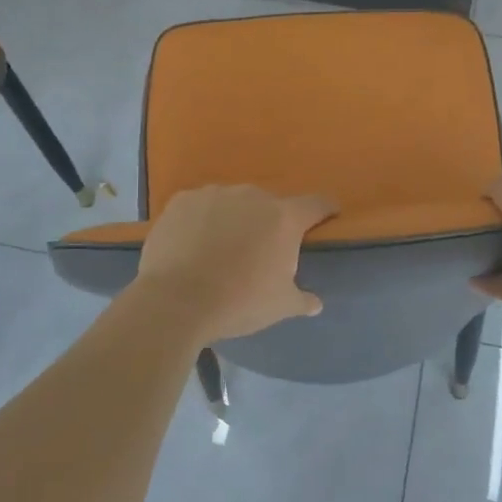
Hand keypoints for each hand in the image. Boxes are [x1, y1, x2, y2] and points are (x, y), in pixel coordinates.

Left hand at [130, 186, 335, 345]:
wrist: (175, 301)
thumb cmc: (238, 302)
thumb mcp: (279, 306)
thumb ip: (302, 299)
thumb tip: (316, 303)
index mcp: (284, 218)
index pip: (316, 204)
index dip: (324, 210)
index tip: (327, 216)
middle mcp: (253, 196)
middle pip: (270, 205)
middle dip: (269, 223)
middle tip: (260, 251)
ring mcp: (215, 194)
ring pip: (233, 203)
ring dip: (234, 219)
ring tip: (221, 249)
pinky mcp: (182, 200)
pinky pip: (200, 206)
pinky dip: (202, 220)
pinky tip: (192, 244)